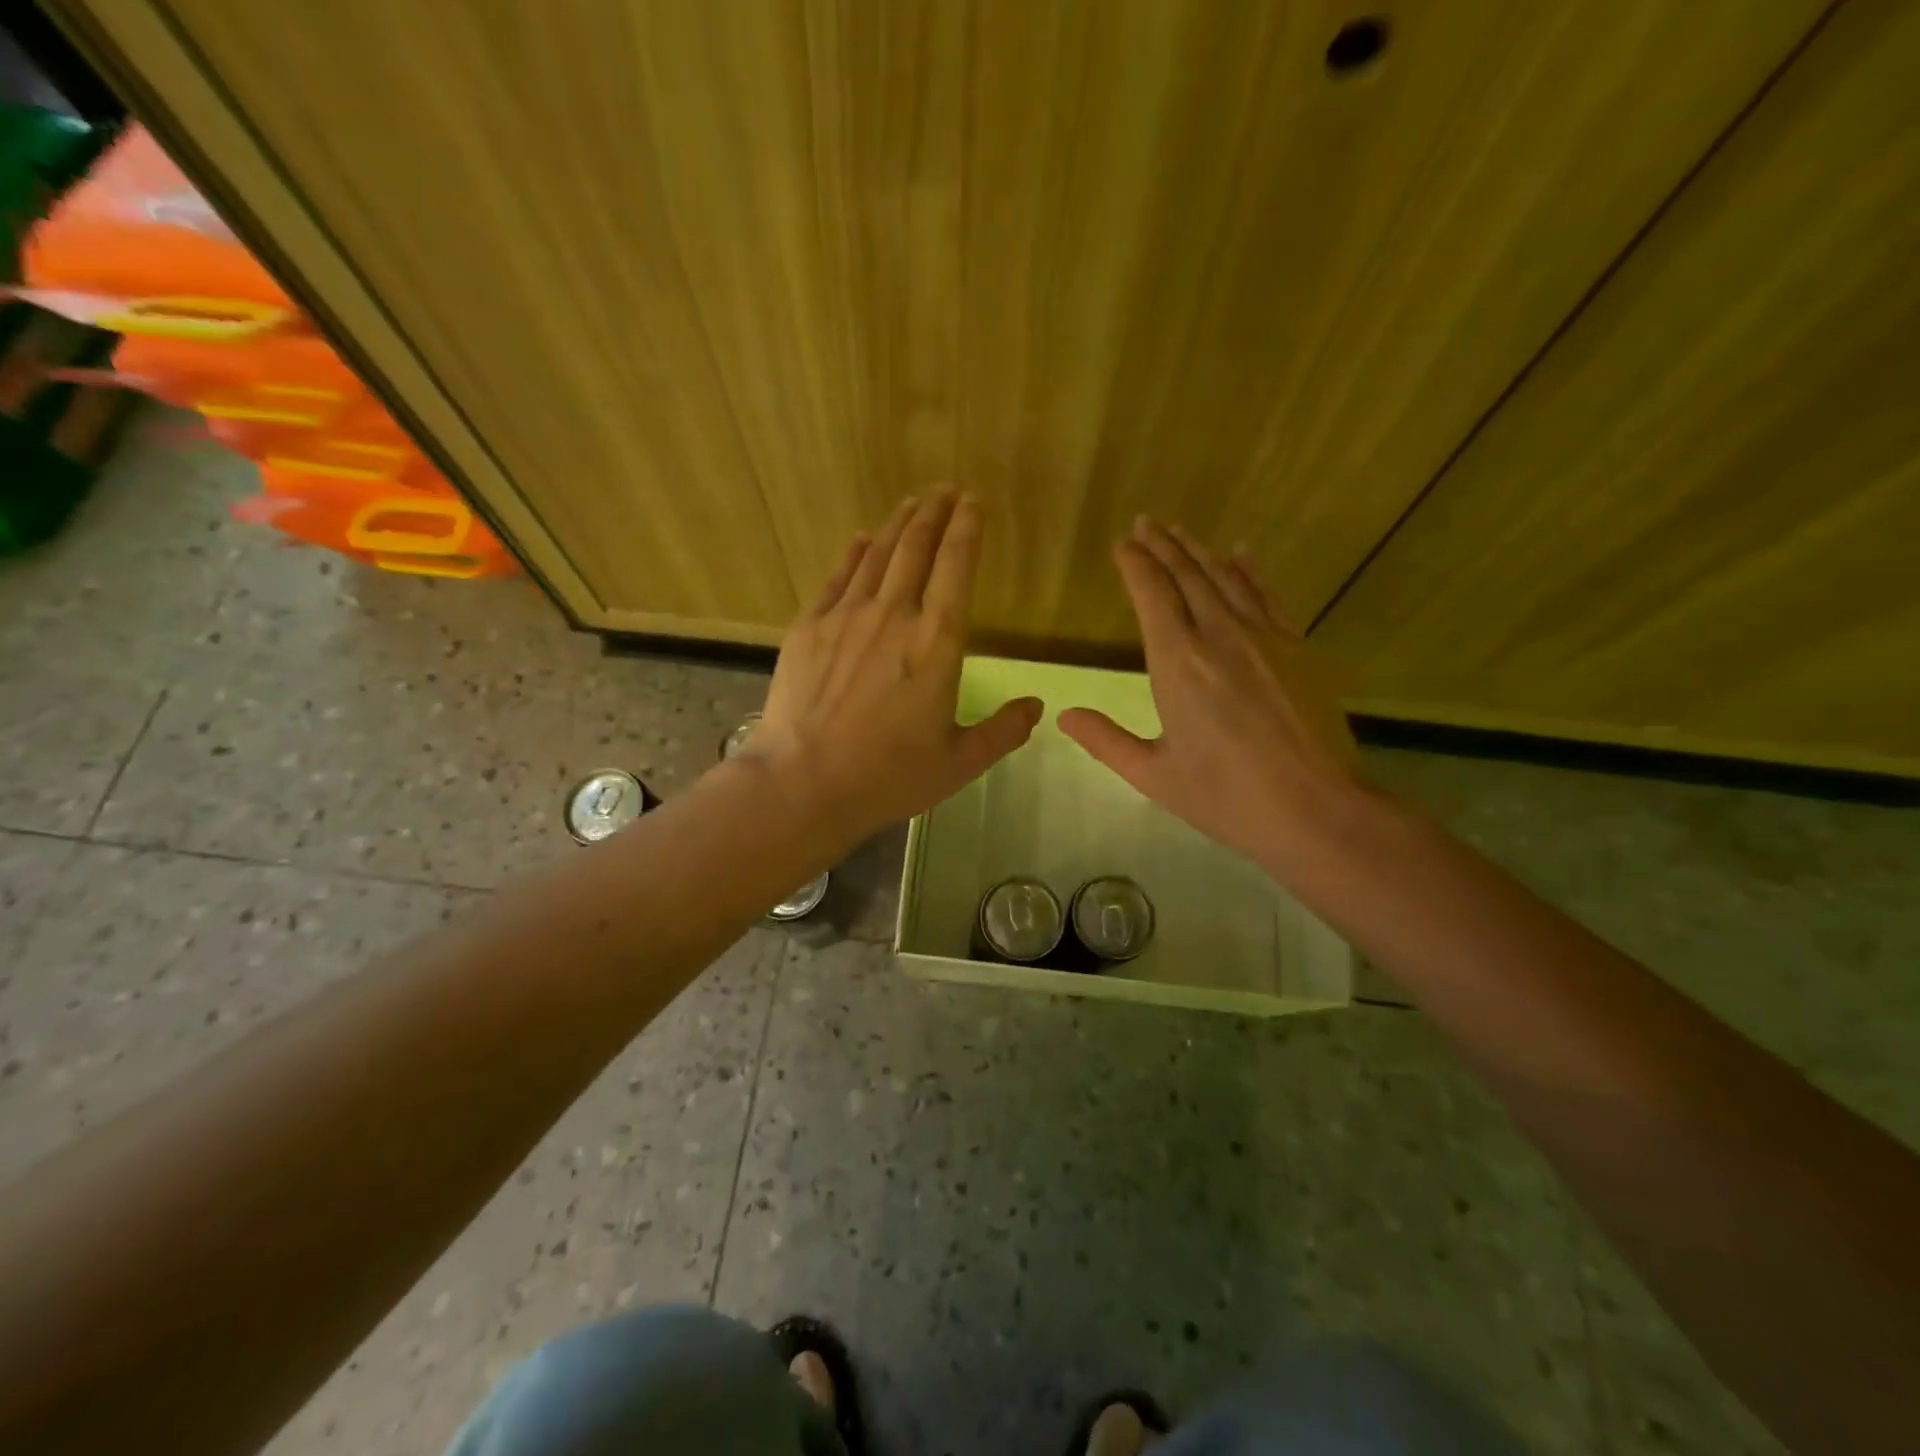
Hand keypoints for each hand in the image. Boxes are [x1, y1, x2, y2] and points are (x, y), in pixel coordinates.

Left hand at [745, 492, 1042, 846]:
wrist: (803, 782)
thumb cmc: (888, 776)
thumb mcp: (959, 763)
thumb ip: (1002, 732)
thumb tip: (1037, 707)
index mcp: (937, 643)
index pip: (957, 568)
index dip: (967, 529)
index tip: (974, 502)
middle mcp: (894, 615)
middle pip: (917, 548)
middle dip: (935, 513)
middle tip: (946, 490)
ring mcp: (846, 617)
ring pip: (878, 555)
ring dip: (898, 525)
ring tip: (913, 503)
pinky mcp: (809, 627)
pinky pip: (837, 577)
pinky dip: (854, 553)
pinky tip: (861, 539)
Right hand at [1059, 518, 1374, 879]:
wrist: (1316, 808)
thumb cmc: (1226, 797)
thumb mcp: (1154, 775)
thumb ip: (1106, 741)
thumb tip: (1063, 716)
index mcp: (1177, 664)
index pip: (1152, 595)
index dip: (1136, 565)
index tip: (1123, 544)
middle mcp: (1218, 636)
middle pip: (1187, 576)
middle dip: (1163, 546)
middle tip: (1146, 522)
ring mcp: (1264, 637)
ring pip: (1226, 578)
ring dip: (1200, 550)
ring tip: (1180, 530)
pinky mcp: (1297, 647)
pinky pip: (1267, 595)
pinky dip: (1250, 571)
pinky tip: (1242, 553)